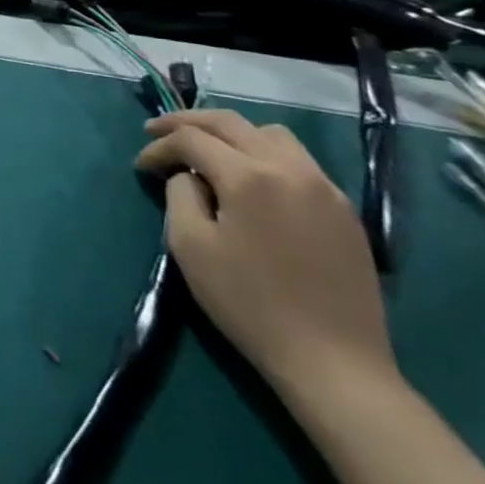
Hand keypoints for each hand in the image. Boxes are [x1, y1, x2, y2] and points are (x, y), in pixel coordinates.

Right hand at [136, 109, 395, 400]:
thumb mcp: (191, 247)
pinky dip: (263, 154)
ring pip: (270, 134)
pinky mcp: (344, 210)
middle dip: (187, 122)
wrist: (333, 361)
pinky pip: (298, 161)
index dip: (159, 146)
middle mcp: (290, 168)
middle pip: (231, 123)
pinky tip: (250, 180)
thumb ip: (180, 196)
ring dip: (231, 134)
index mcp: (249, 176)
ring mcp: (325, 187)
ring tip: (207, 151)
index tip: (140, 166)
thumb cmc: (249, 303)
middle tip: (157, 131)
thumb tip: (188, 176)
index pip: (192, 140)